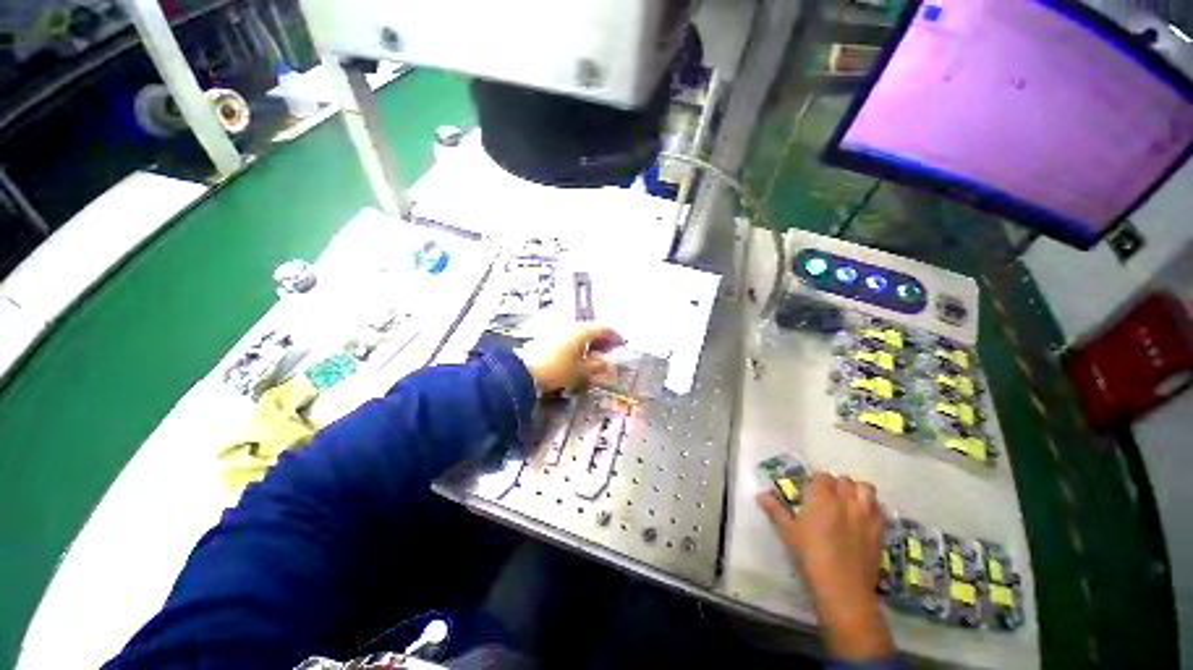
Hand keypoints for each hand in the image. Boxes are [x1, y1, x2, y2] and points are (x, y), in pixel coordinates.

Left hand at [518, 324, 623, 392]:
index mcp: (583, 331)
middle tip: (608, 351)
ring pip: (579, 333)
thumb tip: (606, 363)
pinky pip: (569, 337)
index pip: (604, 330)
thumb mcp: (581, 371)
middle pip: (592, 330)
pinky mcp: (548, 336)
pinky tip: (577, 355)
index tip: (622, 344)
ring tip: (593, 355)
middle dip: (602, 340)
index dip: (615, 337)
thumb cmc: (557, 369)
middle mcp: (571, 326)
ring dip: (589, 342)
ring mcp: (558, 329)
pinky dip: (577, 344)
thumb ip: (596, 366)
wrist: (524, 370)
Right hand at [756, 473, 892, 662]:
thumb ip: (775, 510)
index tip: (811, 493)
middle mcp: (845, 500)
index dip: (817, 482)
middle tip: (829, 498)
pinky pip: (879, 508)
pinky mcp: (879, 529)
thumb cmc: (810, 556)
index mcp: (821, 497)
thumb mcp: (788, 532)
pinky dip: (872, 507)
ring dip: (857, 491)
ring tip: (849, 502)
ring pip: (866, 488)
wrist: (842, 587)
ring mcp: (865, 514)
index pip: (822, 477)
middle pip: (844, 480)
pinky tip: (863, 518)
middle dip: (836, 485)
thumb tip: (759, 495)